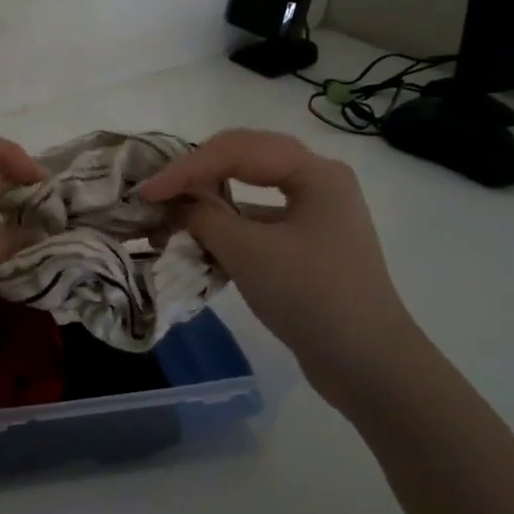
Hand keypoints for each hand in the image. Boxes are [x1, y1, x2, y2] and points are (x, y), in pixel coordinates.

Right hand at [138, 128, 430, 411]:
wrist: (366, 363)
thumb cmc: (310, 295)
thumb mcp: (248, 252)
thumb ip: (203, 217)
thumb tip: (172, 204)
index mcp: (314, 172)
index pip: (237, 150)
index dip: (185, 168)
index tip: (146, 192)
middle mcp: (318, 182)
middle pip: (244, 160)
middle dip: (196, 174)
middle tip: (156, 191)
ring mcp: (314, 215)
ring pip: (249, 191)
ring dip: (208, 202)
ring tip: (169, 215)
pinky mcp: (307, 246)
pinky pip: (258, 222)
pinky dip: (226, 227)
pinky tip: (199, 243)